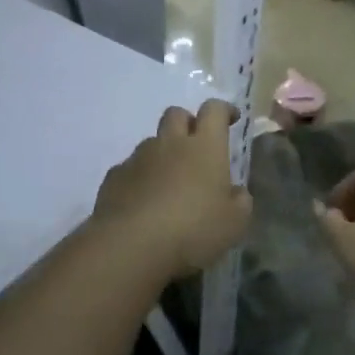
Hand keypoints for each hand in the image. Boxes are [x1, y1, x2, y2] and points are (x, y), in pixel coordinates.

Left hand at [92, 100, 251, 280]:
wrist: (131, 244)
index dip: (224, 110)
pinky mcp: (114, 177)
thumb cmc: (193, 230)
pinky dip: (140, 177)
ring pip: (152, 142)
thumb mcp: (234, 223)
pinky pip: (130, 168)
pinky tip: (143, 202)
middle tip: (196, 146)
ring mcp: (138, 158)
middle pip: (176, 114)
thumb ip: (239, 202)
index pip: (214, 110)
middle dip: (188, 123)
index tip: (231, 118)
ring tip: (169, 183)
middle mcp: (170, 143)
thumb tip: (235, 192)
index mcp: (205, 147)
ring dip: (162, 153)